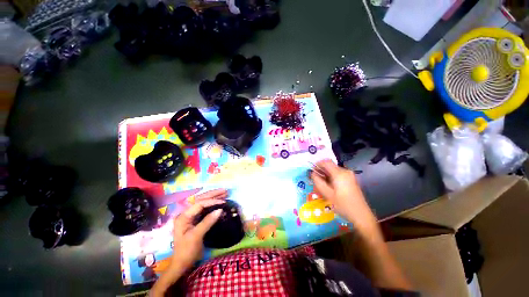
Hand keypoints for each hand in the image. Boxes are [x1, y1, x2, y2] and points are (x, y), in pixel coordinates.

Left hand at [170, 189, 227, 271]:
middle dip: (213, 194)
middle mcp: (187, 213)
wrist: (182, 263)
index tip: (223, 202)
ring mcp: (191, 216)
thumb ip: (207, 222)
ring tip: (225, 193)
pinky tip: (220, 201)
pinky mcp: (196, 219)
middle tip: (225, 190)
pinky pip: (205, 208)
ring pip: (204, 202)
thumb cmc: (187, 251)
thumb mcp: (196, 236)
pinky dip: (213, 204)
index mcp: (184, 216)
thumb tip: (220, 210)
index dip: (212, 201)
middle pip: (201, 199)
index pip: (199, 204)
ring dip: (214, 197)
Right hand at [311, 160, 376, 231]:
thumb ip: (318, 182)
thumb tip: (313, 174)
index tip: (312, 171)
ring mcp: (350, 175)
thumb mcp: (327, 194)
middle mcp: (345, 171)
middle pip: (330, 166)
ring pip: (333, 170)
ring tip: (322, 185)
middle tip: (316, 180)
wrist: (361, 215)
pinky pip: (338, 174)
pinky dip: (332, 177)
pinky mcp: (351, 180)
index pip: (326, 162)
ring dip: (326, 175)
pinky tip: (330, 187)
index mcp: (339, 174)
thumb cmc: (343, 205)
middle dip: (321, 171)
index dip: (317, 164)